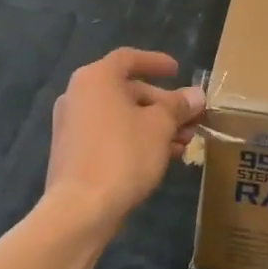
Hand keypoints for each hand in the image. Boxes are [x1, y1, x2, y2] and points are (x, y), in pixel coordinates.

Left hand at [44, 49, 205, 228]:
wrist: (80, 209)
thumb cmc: (123, 155)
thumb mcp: (160, 127)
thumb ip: (178, 106)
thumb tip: (196, 95)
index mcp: (96, 78)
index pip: (129, 58)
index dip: (156, 62)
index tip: (178, 71)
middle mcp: (78, 95)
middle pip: (127, 90)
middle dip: (162, 104)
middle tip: (190, 119)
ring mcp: (71, 125)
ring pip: (120, 116)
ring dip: (153, 125)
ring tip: (183, 143)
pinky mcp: (72, 152)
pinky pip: (109, 135)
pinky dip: (134, 139)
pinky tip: (161, 157)